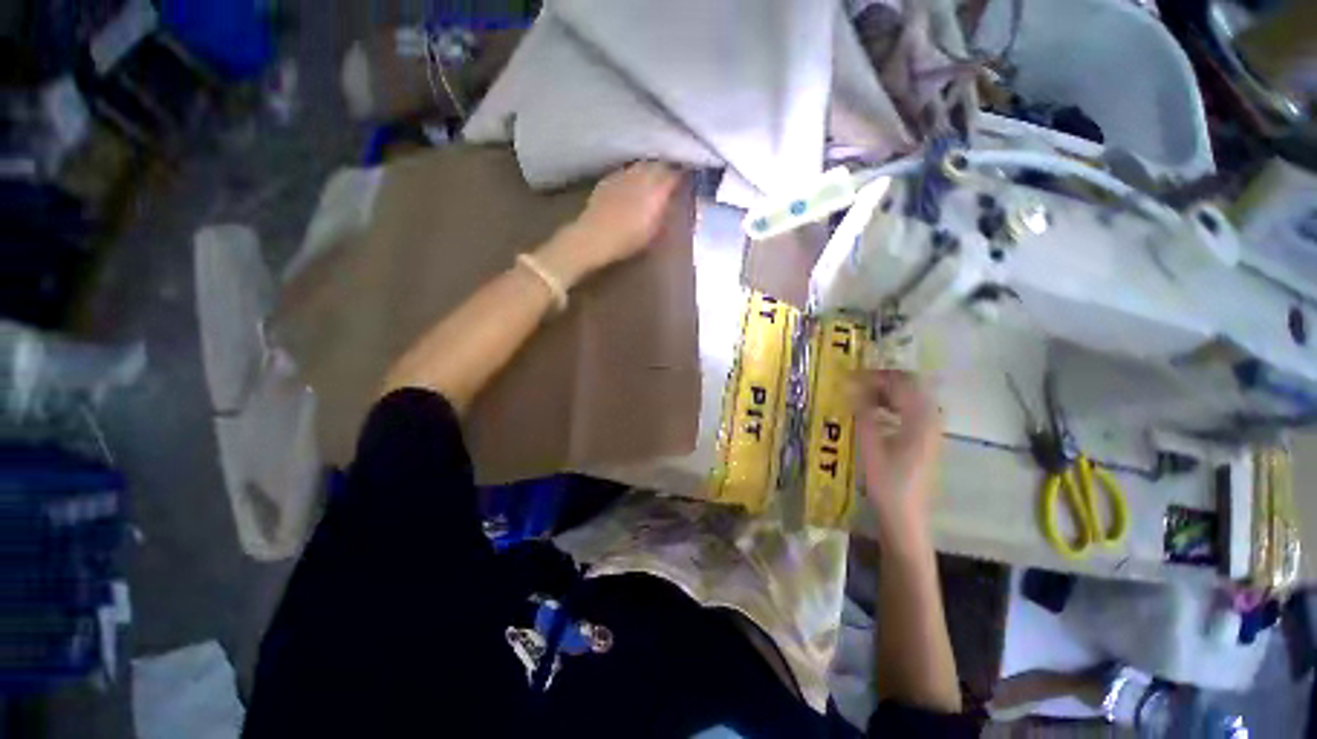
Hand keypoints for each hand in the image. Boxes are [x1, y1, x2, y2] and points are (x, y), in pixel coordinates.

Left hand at [537, 162, 681, 285]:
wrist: (594, 237)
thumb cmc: (627, 241)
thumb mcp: (653, 232)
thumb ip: (664, 213)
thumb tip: (672, 202)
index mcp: (655, 191)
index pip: (674, 175)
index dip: (682, 175)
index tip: (687, 179)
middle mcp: (641, 177)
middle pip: (658, 165)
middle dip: (667, 169)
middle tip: (672, 176)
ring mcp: (623, 176)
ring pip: (642, 165)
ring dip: (650, 169)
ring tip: (654, 177)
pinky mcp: (609, 179)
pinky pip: (626, 171)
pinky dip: (634, 174)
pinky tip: (633, 182)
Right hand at [854, 370, 942, 541]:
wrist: (905, 516)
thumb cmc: (886, 482)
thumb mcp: (869, 445)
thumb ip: (863, 412)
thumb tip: (853, 386)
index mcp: (920, 419)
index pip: (901, 382)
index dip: (875, 376)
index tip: (849, 377)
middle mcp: (931, 419)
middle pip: (909, 386)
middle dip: (881, 381)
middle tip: (853, 384)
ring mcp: (931, 430)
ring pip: (910, 398)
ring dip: (886, 392)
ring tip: (859, 395)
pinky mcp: (925, 439)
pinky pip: (910, 410)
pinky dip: (891, 405)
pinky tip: (873, 412)